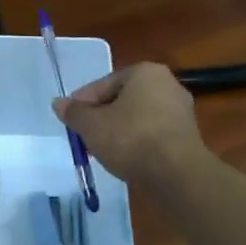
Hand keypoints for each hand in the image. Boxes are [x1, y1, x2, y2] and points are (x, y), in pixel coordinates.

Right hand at [54, 63, 205, 185]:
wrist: (177, 172)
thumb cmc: (130, 138)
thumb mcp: (92, 125)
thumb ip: (74, 113)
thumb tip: (58, 103)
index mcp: (144, 72)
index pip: (103, 84)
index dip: (82, 104)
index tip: (71, 122)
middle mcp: (167, 84)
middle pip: (122, 100)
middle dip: (101, 118)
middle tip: (84, 137)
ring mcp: (181, 110)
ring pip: (137, 118)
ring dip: (118, 131)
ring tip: (102, 152)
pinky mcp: (187, 135)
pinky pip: (153, 133)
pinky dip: (137, 143)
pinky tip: (126, 159)